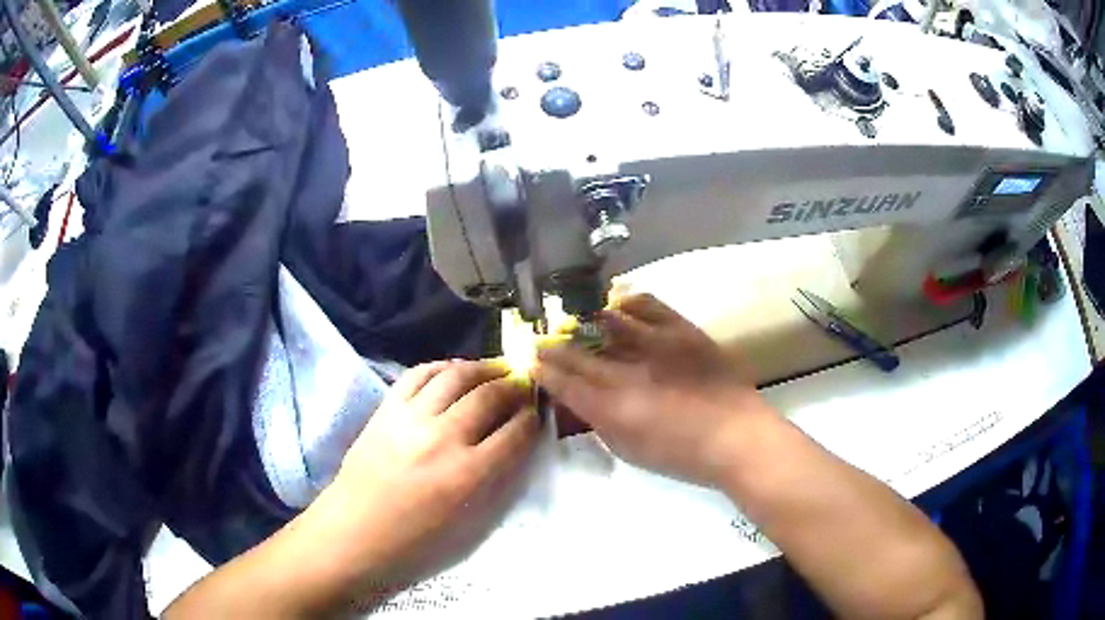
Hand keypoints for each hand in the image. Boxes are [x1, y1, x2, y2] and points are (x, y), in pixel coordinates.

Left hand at [320, 360, 539, 600]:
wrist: (354, 536)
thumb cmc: (417, 546)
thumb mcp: (472, 528)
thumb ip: (499, 483)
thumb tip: (517, 445)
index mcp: (469, 475)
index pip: (517, 431)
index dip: (534, 417)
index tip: (540, 411)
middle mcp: (443, 438)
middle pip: (490, 395)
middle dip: (515, 387)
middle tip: (525, 386)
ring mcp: (410, 419)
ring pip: (456, 375)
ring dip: (483, 368)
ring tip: (496, 371)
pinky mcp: (386, 410)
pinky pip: (418, 374)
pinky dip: (442, 366)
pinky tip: (454, 371)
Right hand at [535, 293, 774, 486]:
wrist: (737, 436)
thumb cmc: (683, 455)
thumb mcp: (631, 450)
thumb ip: (601, 423)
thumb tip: (583, 401)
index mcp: (612, 408)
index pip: (565, 382)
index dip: (544, 370)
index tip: (532, 362)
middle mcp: (627, 371)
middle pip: (578, 353)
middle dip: (554, 347)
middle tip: (541, 341)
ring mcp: (655, 345)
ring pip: (607, 322)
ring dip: (585, 321)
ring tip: (576, 320)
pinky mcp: (681, 330)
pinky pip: (647, 305)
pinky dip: (628, 302)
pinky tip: (618, 304)